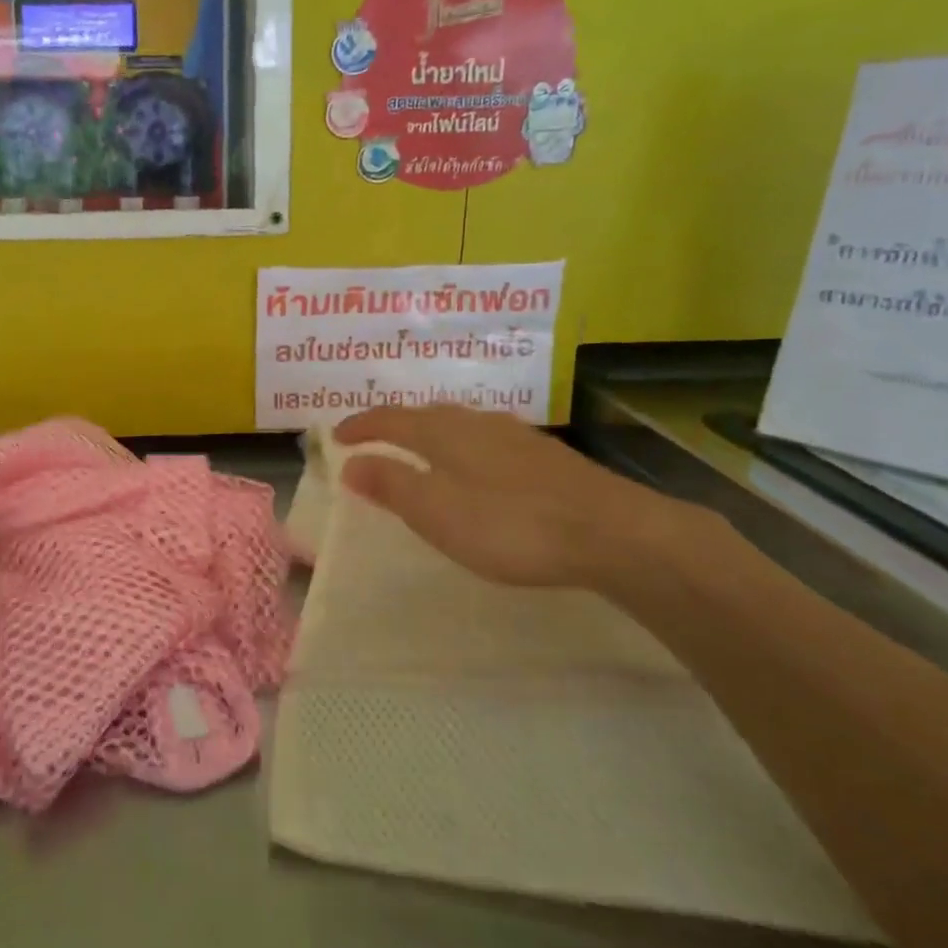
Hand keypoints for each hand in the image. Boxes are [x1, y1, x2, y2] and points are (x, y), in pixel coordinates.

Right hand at [333, 405, 698, 594]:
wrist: (611, 532)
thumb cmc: (510, 524)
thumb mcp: (437, 511)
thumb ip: (391, 485)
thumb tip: (350, 463)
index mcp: (444, 432)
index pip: (390, 419)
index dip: (361, 426)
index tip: (336, 436)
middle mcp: (477, 422)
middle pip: (425, 414)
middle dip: (394, 424)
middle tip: (372, 439)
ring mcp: (515, 436)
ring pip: (459, 424)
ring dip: (429, 433)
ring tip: (418, 450)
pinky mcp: (545, 456)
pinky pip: (485, 440)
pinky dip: (462, 447)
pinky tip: (476, 467)